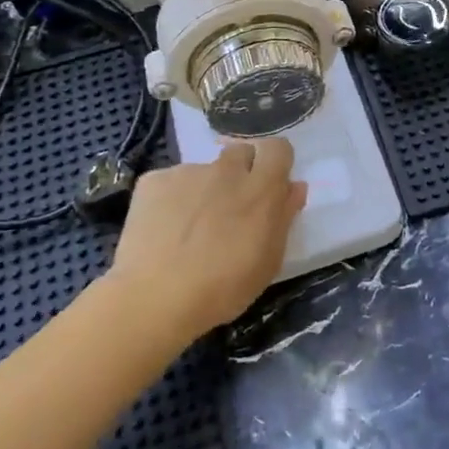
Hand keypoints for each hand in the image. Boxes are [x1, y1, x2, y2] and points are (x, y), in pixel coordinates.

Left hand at [110, 141, 306, 343]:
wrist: (154, 299)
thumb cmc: (223, 288)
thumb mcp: (269, 261)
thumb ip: (284, 217)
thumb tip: (294, 187)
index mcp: (261, 188)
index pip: (277, 148)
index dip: (274, 163)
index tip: (270, 185)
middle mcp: (227, 170)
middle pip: (241, 152)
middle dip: (240, 171)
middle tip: (230, 206)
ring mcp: (188, 172)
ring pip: (203, 170)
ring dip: (204, 189)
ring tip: (189, 227)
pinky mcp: (153, 181)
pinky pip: (170, 183)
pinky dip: (170, 200)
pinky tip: (162, 230)